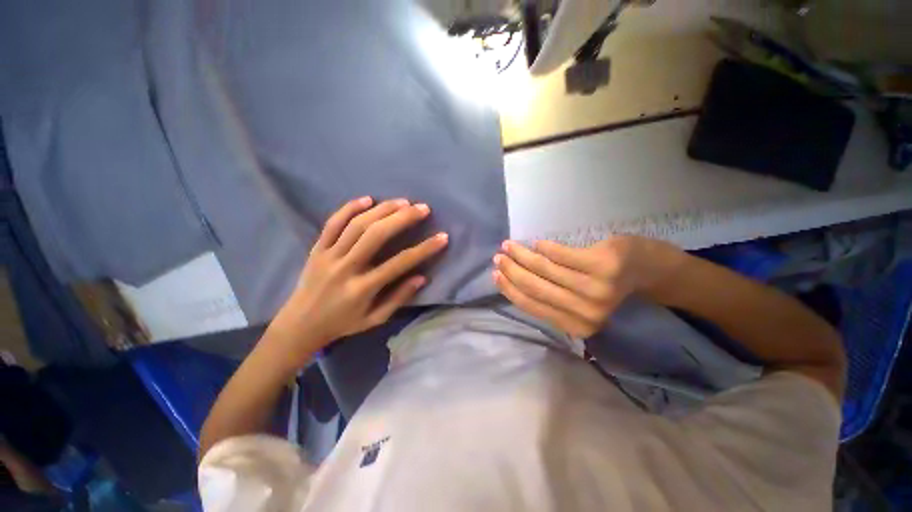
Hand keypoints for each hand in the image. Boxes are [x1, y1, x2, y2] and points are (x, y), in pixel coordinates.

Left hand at [268, 197, 447, 358]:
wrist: (299, 324)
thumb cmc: (342, 323)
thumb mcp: (374, 319)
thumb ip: (398, 298)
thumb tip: (421, 277)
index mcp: (362, 288)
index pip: (399, 263)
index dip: (424, 249)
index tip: (442, 237)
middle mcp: (346, 268)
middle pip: (377, 235)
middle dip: (403, 218)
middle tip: (423, 208)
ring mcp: (329, 255)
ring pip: (357, 225)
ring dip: (382, 209)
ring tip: (403, 202)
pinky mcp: (317, 248)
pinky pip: (332, 223)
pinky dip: (349, 208)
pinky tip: (368, 199)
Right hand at [492, 236, 684, 337]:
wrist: (650, 273)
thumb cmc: (609, 289)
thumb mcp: (579, 304)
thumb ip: (552, 302)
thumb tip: (515, 285)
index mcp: (576, 325)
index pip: (531, 305)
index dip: (509, 289)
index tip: (495, 275)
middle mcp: (585, 312)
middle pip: (534, 287)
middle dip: (511, 270)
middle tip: (498, 257)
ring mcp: (595, 289)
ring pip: (544, 269)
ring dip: (522, 255)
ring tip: (509, 245)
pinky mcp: (602, 265)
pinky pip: (561, 254)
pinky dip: (545, 248)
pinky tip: (537, 243)